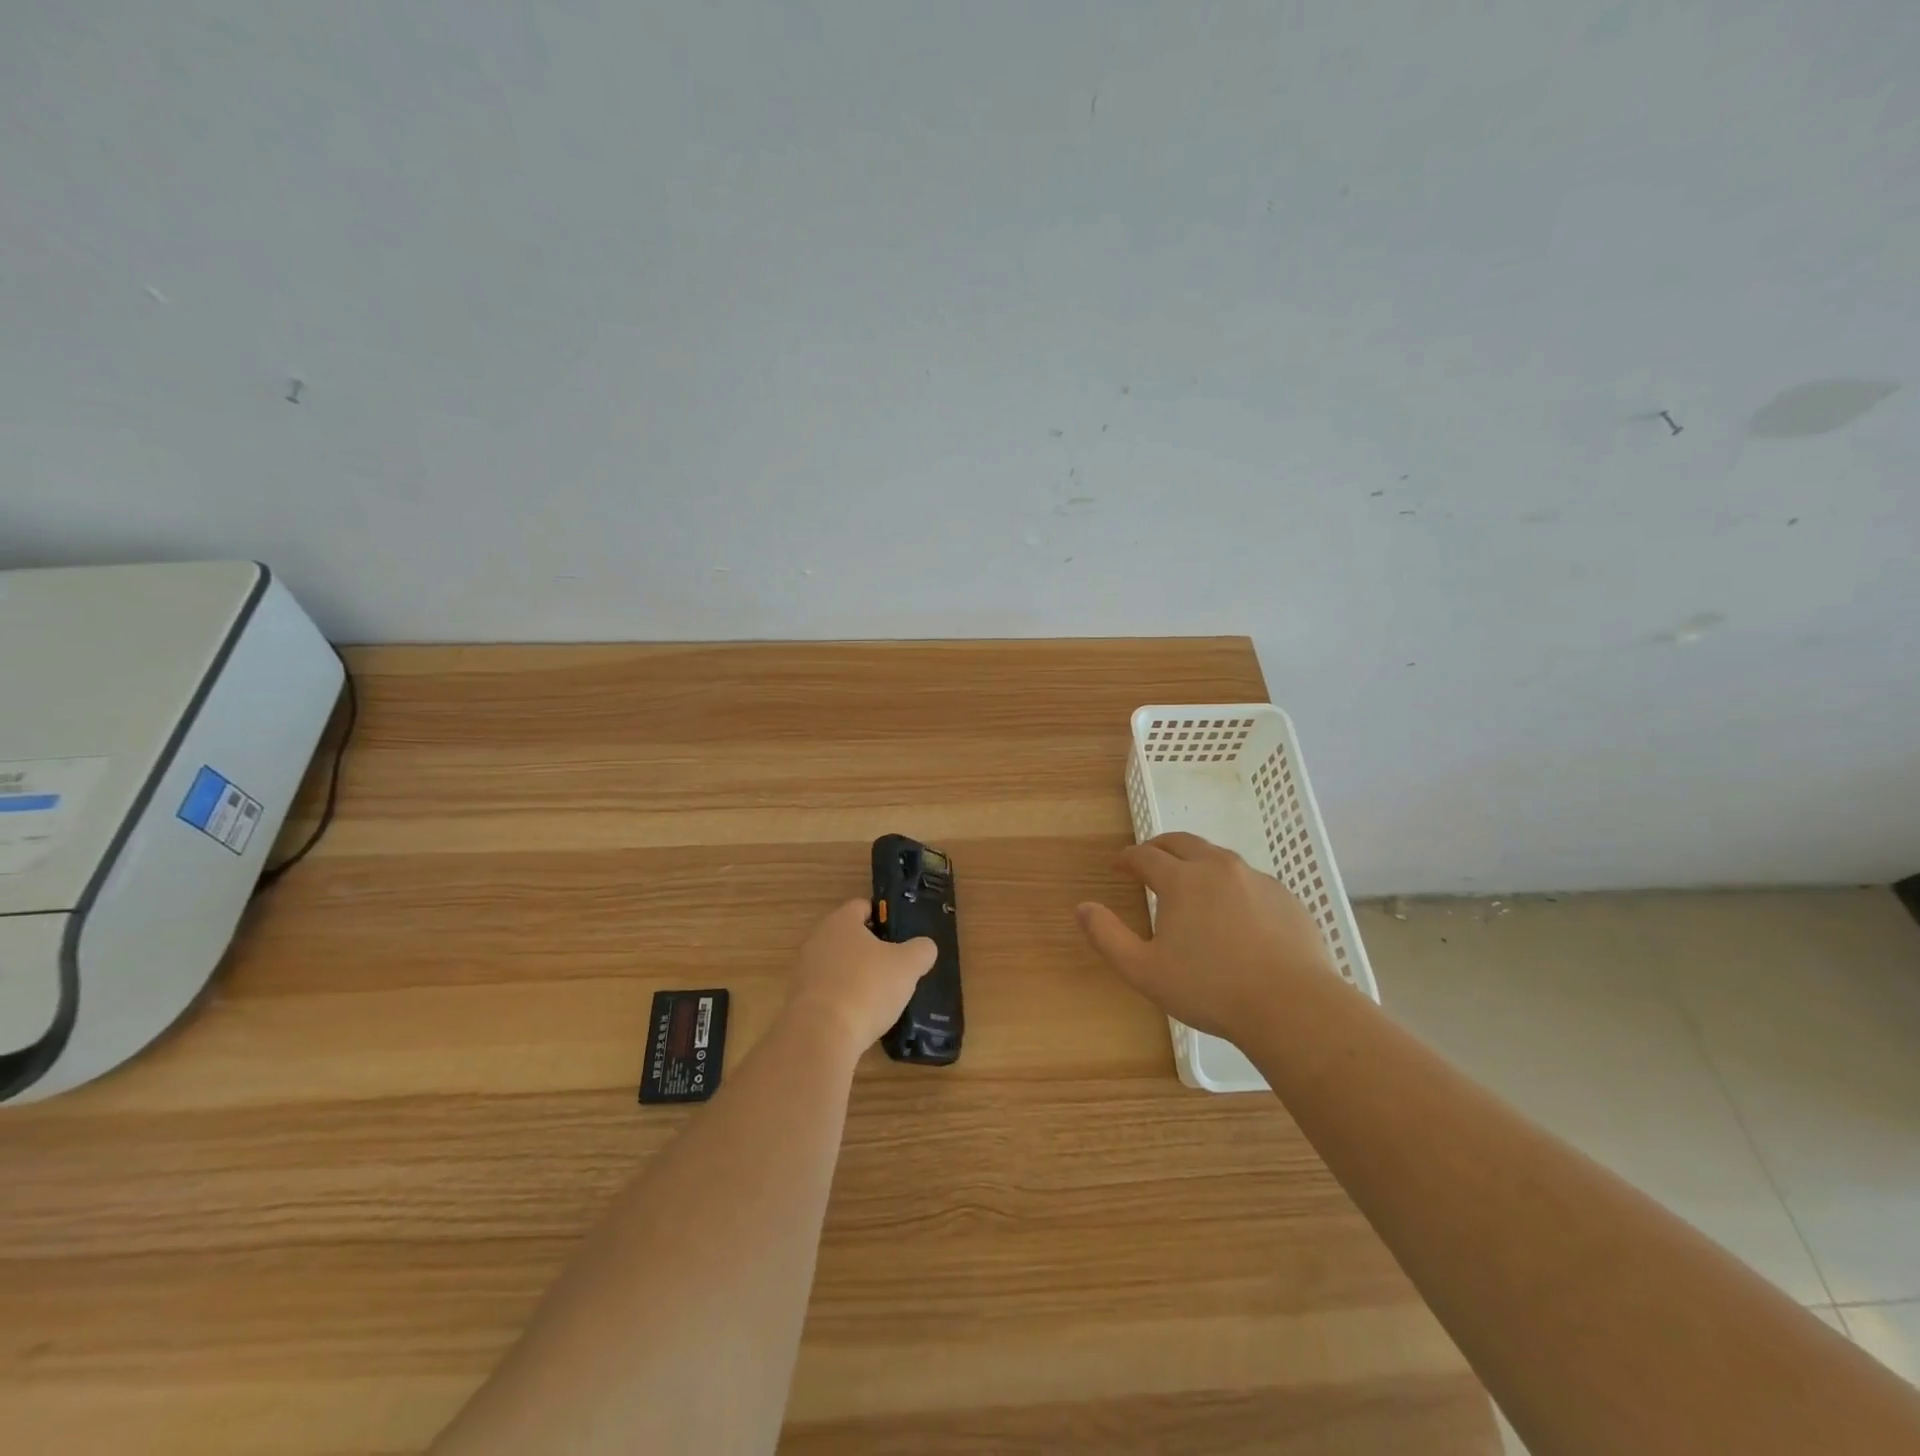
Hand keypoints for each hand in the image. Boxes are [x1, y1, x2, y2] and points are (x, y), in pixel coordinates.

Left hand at [783, 899, 935, 1056]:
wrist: (821, 1035)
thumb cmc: (867, 987)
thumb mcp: (908, 966)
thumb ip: (921, 950)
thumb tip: (924, 947)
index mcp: (841, 921)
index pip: (863, 907)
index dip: (884, 917)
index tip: (901, 936)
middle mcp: (818, 939)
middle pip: (849, 936)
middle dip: (871, 949)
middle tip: (895, 966)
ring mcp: (805, 969)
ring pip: (838, 964)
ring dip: (856, 975)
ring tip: (880, 995)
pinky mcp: (799, 999)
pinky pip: (828, 990)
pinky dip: (844, 998)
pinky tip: (860, 1016)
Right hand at [1076, 832, 1336, 1041]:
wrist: (1292, 1005)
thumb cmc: (1209, 988)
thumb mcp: (1144, 970)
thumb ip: (1107, 936)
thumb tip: (1082, 907)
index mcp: (1181, 879)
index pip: (1145, 856)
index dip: (1127, 858)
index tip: (1118, 866)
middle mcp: (1217, 867)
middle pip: (1182, 842)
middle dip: (1160, 847)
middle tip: (1148, 860)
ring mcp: (1256, 879)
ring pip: (1218, 857)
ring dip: (1196, 862)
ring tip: (1190, 882)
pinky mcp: (1285, 897)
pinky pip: (1249, 880)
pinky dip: (1231, 884)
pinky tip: (1233, 911)